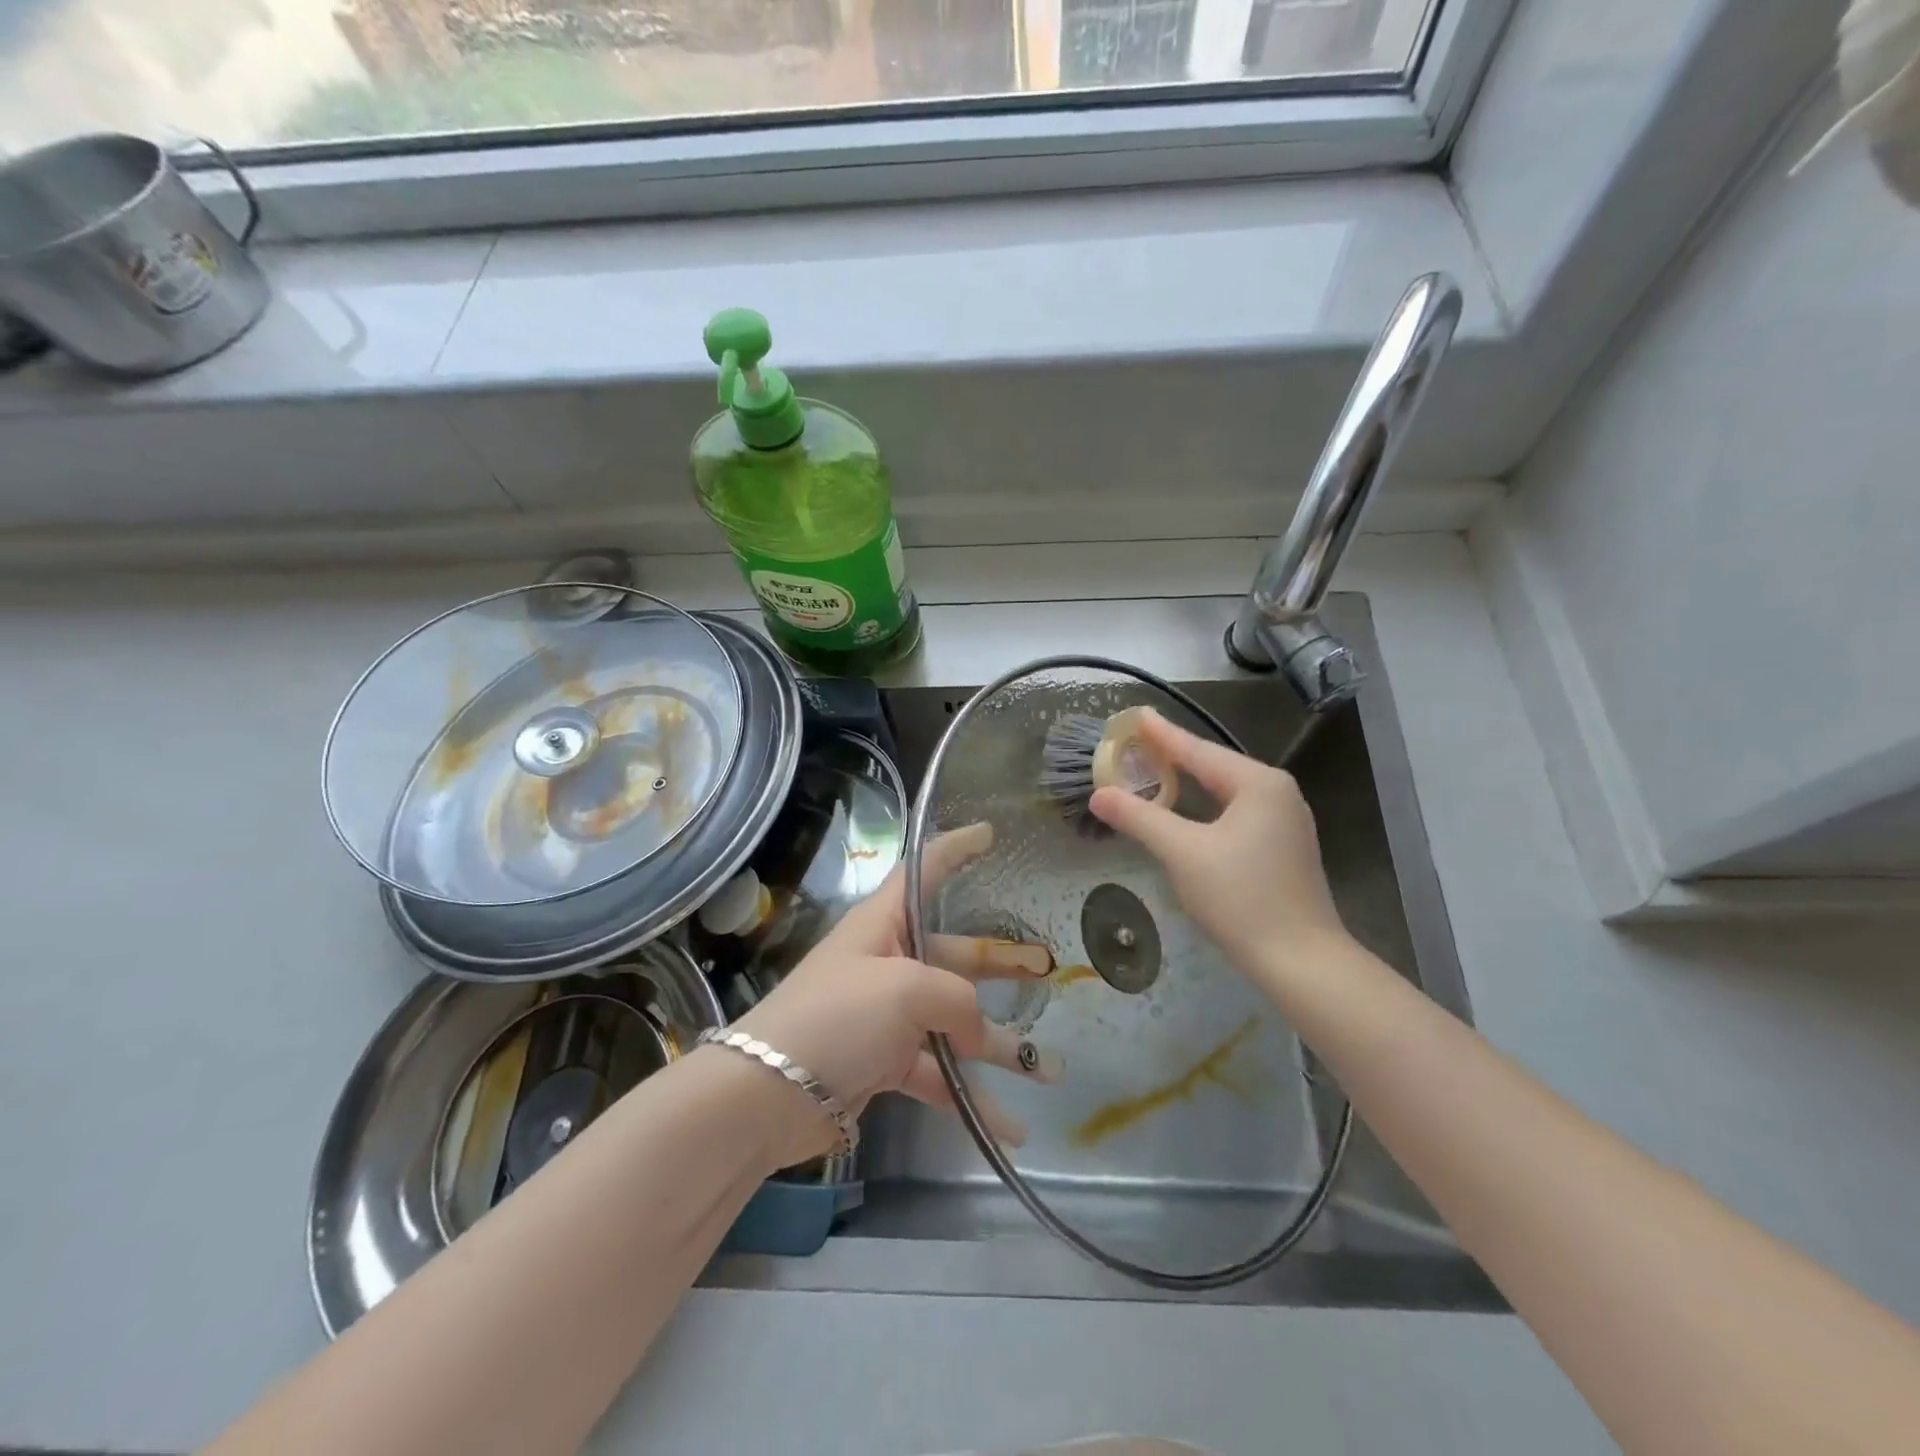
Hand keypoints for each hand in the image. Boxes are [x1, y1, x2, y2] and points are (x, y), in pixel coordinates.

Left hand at [728, 823, 1060, 1167]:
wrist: (768, 1094)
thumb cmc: (838, 1016)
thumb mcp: (904, 990)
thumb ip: (956, 999)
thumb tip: (976, 1031)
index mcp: (884, 924)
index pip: (923, 870)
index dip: (954, 848)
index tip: (988, 835)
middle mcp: (888, 962)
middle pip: (956, 954)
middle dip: (1002, 965)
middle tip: (1048, 973)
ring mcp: (888, 1015)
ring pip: (955, 1021)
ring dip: (999, 1047)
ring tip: (1050, 1070)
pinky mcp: (884, 1063)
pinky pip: (938, 1073)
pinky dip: (970, 1097)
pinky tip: (1008, 1128)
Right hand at [1088, 708, 1350, 977]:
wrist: (1300, 961)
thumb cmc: (1241, 898)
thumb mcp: (1182, 853)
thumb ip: (1139, 818)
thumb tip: (1099, 795)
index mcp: (1258, 783)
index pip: (1197, 750)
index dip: (1161, 734)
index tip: (1133, 716)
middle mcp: (1277, 792)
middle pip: (1213, 766)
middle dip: (1172, 755)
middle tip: (1134, 742)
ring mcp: (1284, 820)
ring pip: (1224, 791)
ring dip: (1188, 782)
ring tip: (1153, 769)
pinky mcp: (1282, 847)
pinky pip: (1234, 811)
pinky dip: (1204, 805)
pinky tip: (1186, 809)